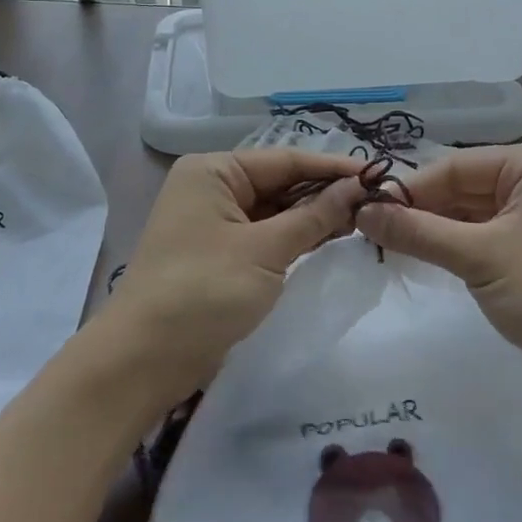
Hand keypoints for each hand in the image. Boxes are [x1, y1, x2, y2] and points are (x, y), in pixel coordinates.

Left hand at [98, 150, 365, 403]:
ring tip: (364, 220)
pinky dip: (295, 238)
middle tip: (378, 203)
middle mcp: (211, 188)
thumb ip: (315, 216)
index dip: (333, 169)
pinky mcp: (218, 255)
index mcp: (214, 171)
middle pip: (280, 183)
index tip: (379, 175)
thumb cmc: (203, 291)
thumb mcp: (265, 250)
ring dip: (314, 217)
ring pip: (275, 211)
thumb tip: (358, 187)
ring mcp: (213, 223)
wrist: (142, 361)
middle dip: (325, 194)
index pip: (285, 160)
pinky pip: (264, 235)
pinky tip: (330, 240)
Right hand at [355, 140, 521, 398]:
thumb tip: (361, 213)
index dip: (409, 190)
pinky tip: (425, 256)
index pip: (456, 166)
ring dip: (436, 229)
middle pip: (464, 187)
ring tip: (388, 245)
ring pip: (473, 212)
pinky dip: (458, 245)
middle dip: (421, 210)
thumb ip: (417, 232)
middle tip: (370, 232)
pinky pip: (488, 232)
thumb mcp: (478, 258)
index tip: (363, 211)